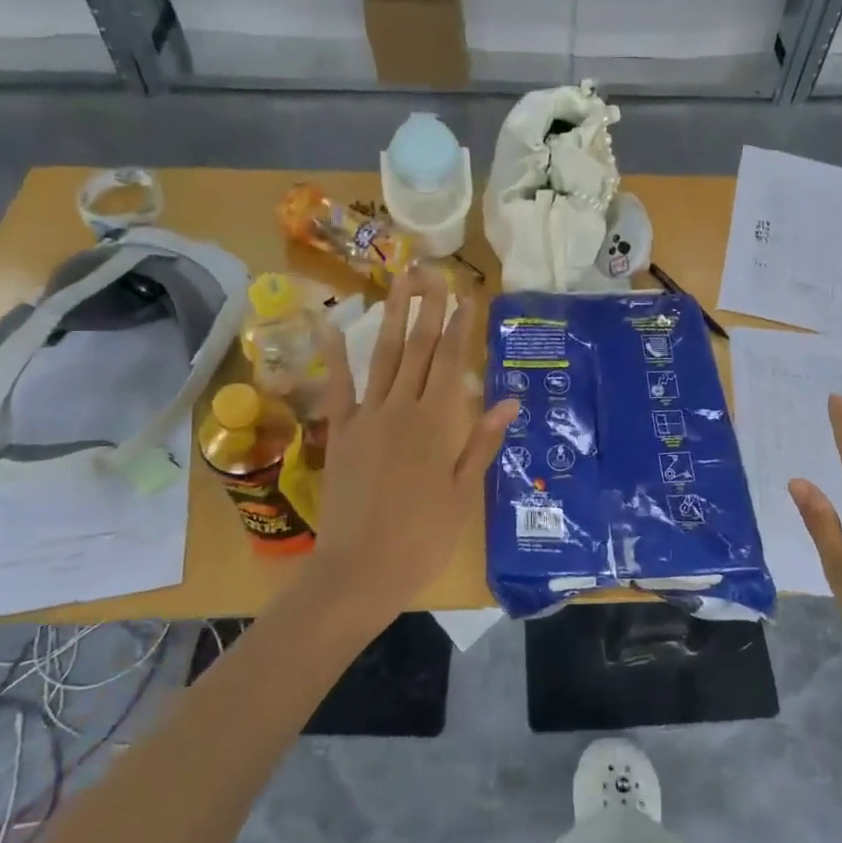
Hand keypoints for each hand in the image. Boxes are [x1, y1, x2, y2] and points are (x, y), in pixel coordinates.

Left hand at [307, 268, 517, 629]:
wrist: (360, 570)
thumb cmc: (422, 538)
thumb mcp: (463, 493)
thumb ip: (482, 442)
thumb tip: (509, 399)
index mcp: (438, 424)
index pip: (452, 362)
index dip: (461, 326)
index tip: (468, 295)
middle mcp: (403, 409)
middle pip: (419, 349)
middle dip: (430, 308)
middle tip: (435, 272)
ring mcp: (367, 417)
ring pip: (383, 356)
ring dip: (394, 316)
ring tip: (401, 281)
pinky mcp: (340, 432)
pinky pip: (337, 387)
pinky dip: (334, 355)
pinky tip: (332, 325)